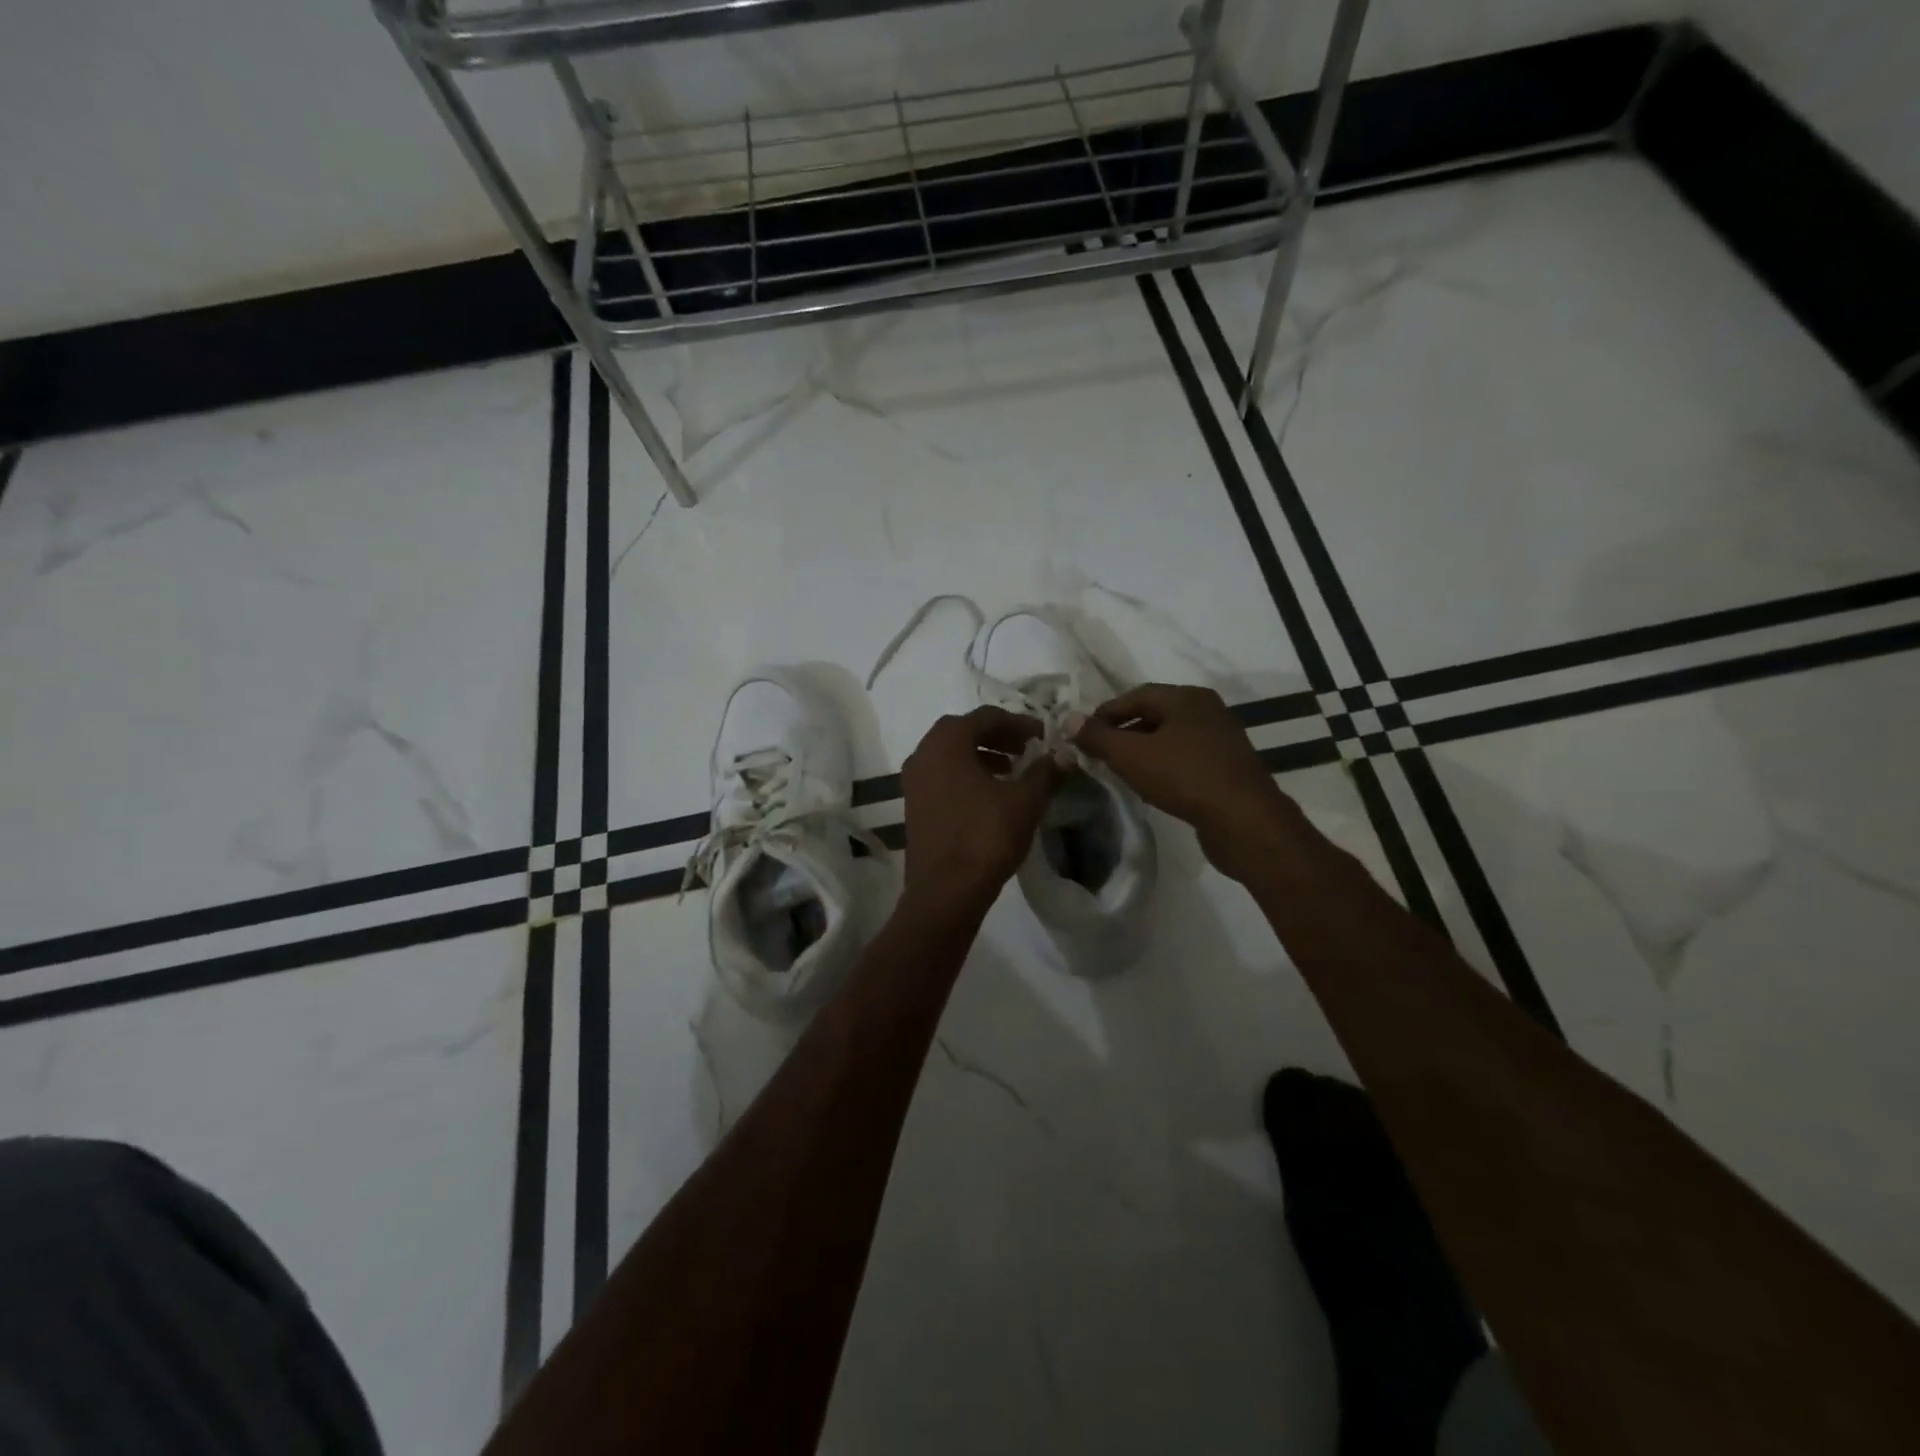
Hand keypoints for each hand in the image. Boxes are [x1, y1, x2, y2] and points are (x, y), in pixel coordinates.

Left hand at [900, 707, 1059, 914]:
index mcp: (946, 742)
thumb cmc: (985, 837)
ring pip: (952, 755)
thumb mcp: (1025, 801)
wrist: (945, 891)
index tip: (1043, 735)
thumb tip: (1064, 755)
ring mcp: (914, 781)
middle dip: (998, 736)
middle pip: (964, 731)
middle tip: (1027, 748)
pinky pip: (943, 776)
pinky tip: (991, 794)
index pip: (986, 716)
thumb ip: (1045, 772)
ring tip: (1013, 770)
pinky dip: (967, 775)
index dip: (1019, 722)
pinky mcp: (914, 805)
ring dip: (983, 755)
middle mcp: (923, 753)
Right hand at [1073, 683, 1305, 881]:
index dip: (1105, 713)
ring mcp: (1221, 739)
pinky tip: (1151, 786)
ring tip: (1120, 771)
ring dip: (1142, 751)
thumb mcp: (1131, 755)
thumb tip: (1070, 719)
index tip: (1083, 734)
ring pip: (1170, 738)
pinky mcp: (1227, 768)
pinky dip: (1163, 766)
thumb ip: (1098, 736)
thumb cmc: (1183, 776)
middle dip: (1123, 732)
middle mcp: (1207, 710)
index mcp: (1186, 697)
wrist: (1243, 820)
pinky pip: (1186, 758)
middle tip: (1098, 753)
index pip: (1136, 695)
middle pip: (1154, 715)